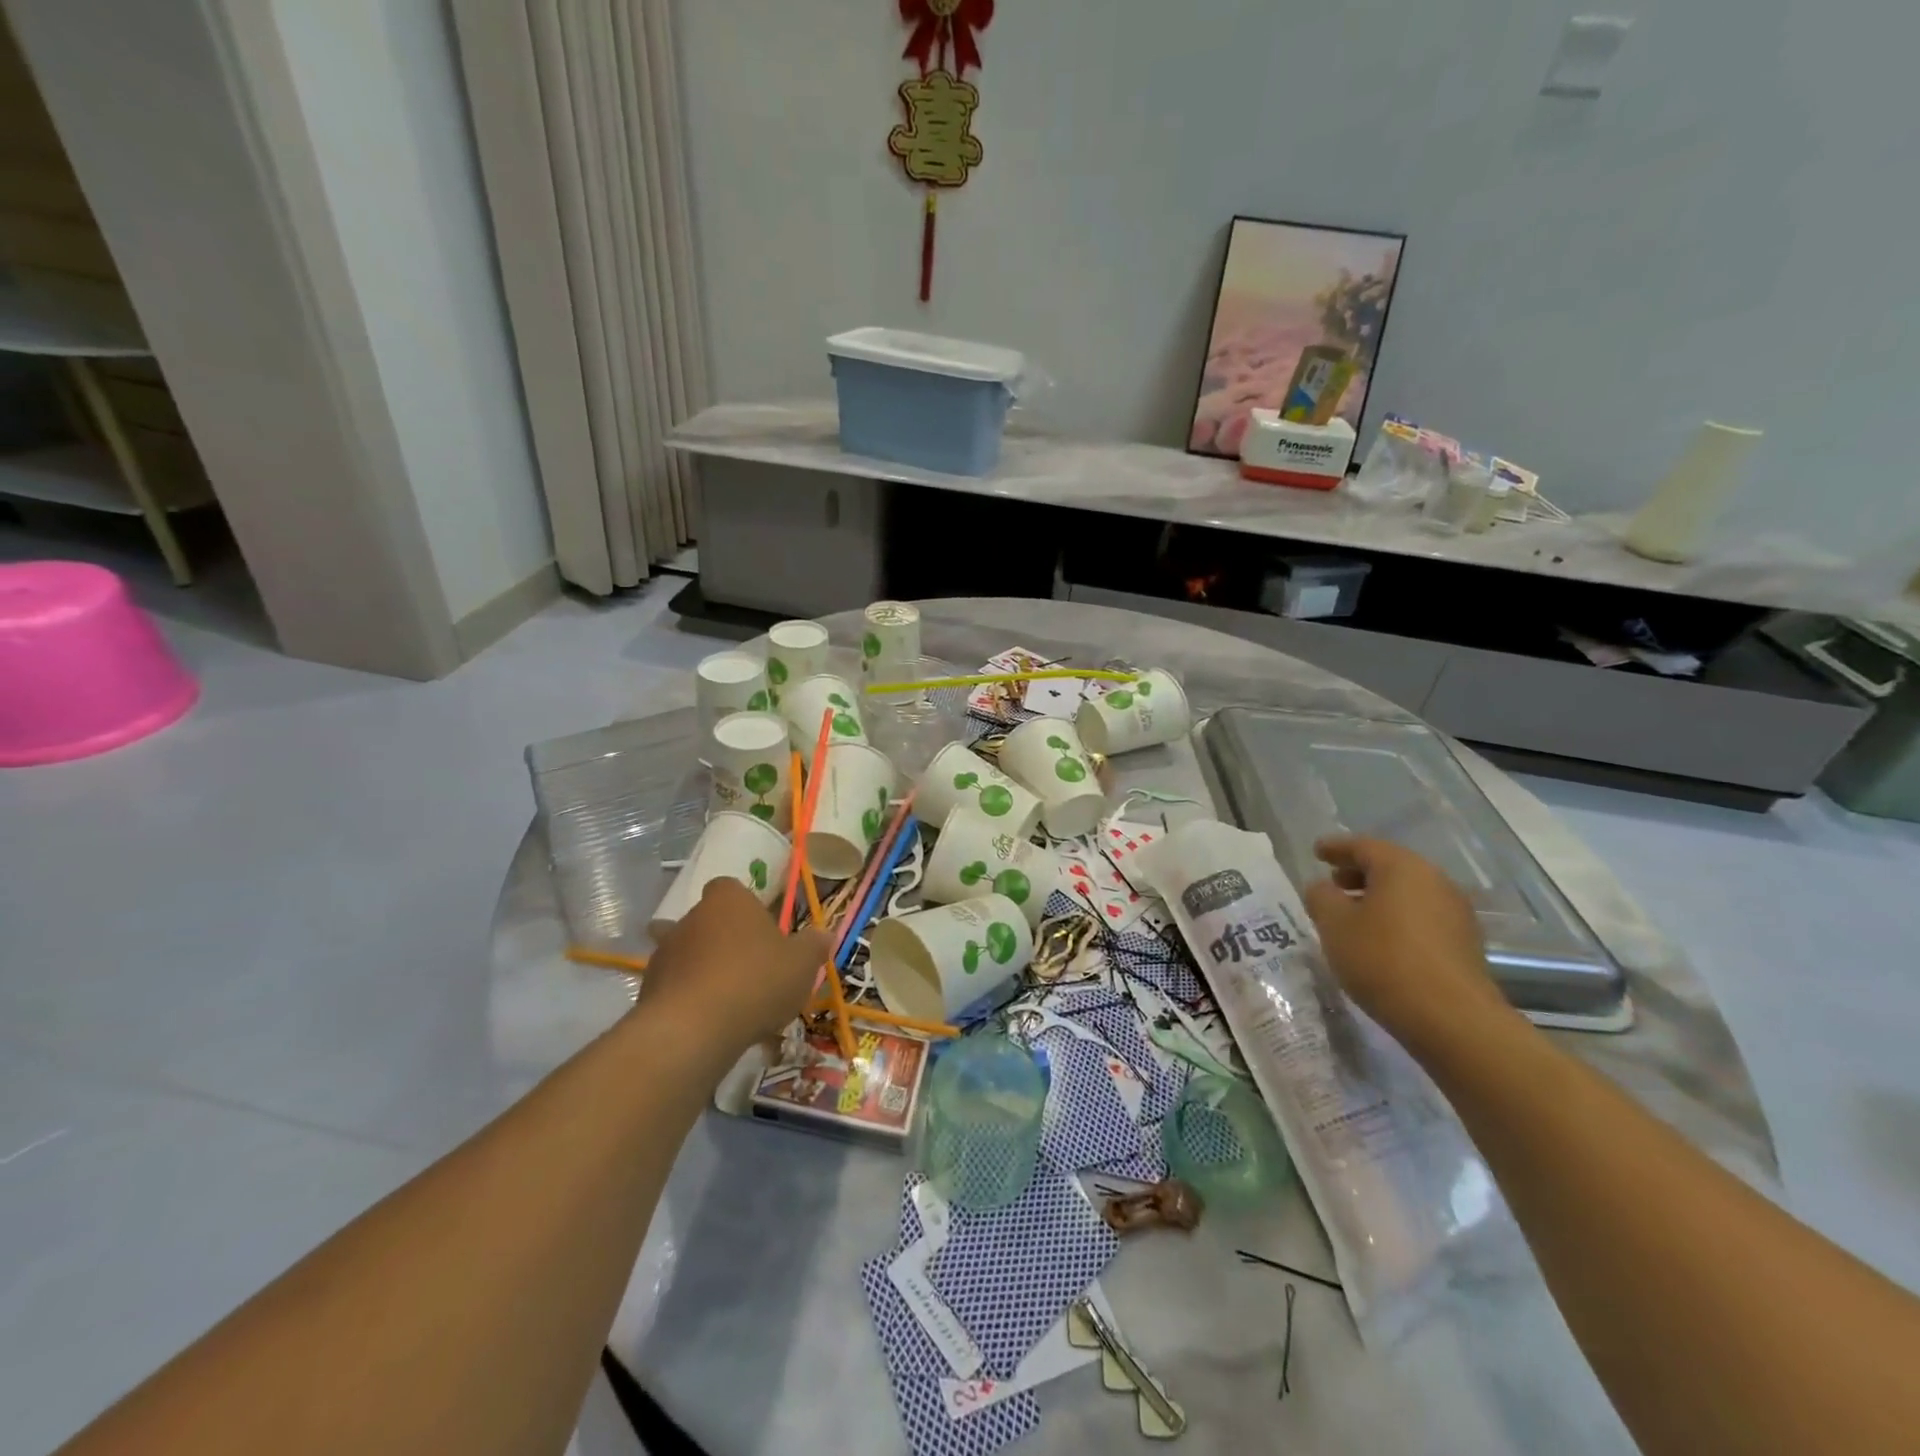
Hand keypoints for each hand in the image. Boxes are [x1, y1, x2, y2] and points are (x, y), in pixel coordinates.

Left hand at [636, 879, 828, 1065]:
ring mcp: (664, 954)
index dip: (743, 906)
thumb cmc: (756, 981)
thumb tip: (825, 933)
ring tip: (730, 1001)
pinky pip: (674, 988)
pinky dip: (688, 1000)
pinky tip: (709, 1024)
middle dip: (723, 939)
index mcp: (728, 901)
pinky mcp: (647, 990)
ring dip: (703, 970)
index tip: (759, 928)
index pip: (729, 887)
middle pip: (707, 921)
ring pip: (687, 954)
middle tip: (750, 967)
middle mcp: (690, 917)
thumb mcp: (801, 964)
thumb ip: (813, 946)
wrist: (693, 1030)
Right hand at [1302, 836, 1507, 1056]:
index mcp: (1402, 867)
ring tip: (1352, 915)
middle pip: (1390, 867)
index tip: (1316, 851)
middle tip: (1332, 883)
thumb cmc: (1383, 959)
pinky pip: (1422, 916)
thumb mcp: (1334, 925)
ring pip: (1408, 893)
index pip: (1363, 846)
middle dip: (1358, 872)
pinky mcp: (1464, 943)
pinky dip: (1397, 918)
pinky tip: (1380, 939)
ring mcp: (1455, 912)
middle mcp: (1434, 881)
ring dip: (1378, 897)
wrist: (1452, 1019)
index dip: (1336, 847)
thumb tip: (1322, 888)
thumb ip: (1321, 897)